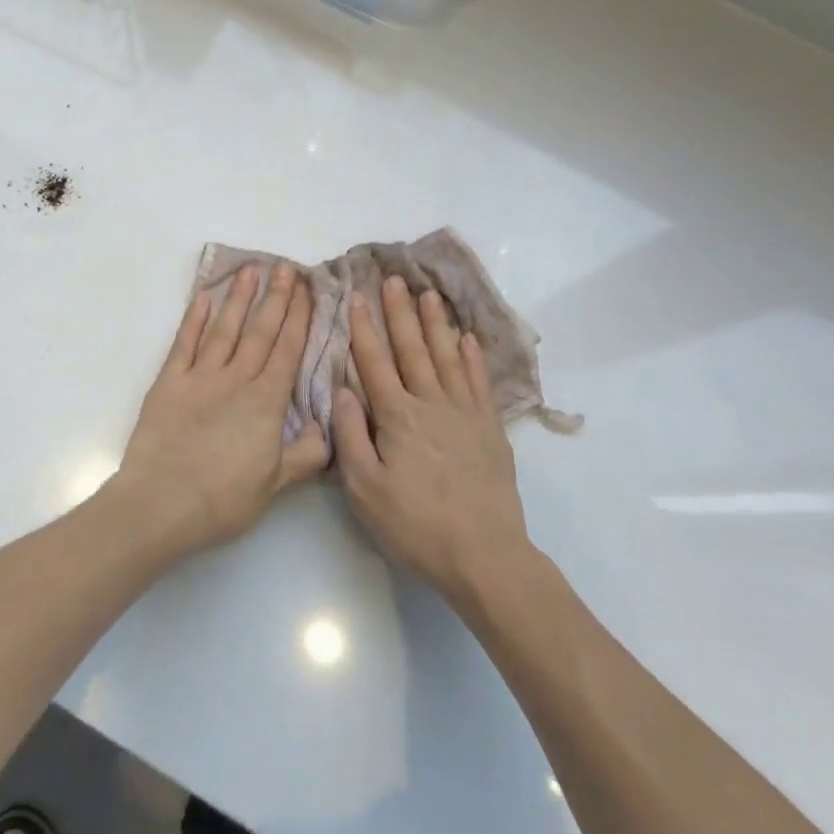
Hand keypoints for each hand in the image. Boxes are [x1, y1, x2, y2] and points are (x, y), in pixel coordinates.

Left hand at [112, 262, 329, 555]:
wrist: (160, 505)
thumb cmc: (221, 500)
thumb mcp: (274, 486)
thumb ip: (304, 455)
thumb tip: (325, 428)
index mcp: (266, 403)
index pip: (288, 351)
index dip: (300, 318)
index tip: (308, 290)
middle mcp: (236, 380)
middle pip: (260, 331)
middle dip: (277, 298)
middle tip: (287, 267)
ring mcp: (200, 377)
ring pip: (225, 329)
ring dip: (239, 298)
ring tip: (251, 269)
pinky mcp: (168, 382)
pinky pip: (184, 343)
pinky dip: (195, 318)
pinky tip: (204, 296)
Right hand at [333, 276, 533, 605]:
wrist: (484, 554)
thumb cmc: (415, 525)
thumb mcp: (365, 490)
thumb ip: (351, 436)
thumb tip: (344, 390)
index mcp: (397, 417)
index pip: (375, 362)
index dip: (363, 328)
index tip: (355, 297)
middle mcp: (431, 404)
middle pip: (412, 349)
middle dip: (400, 312)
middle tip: (393, 279)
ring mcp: (465, 413)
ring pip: (447, 356)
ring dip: (436, 323)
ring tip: (429, 294)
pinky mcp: (489, 428)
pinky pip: (479, 381)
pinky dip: (472, 356)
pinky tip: (467, 337)